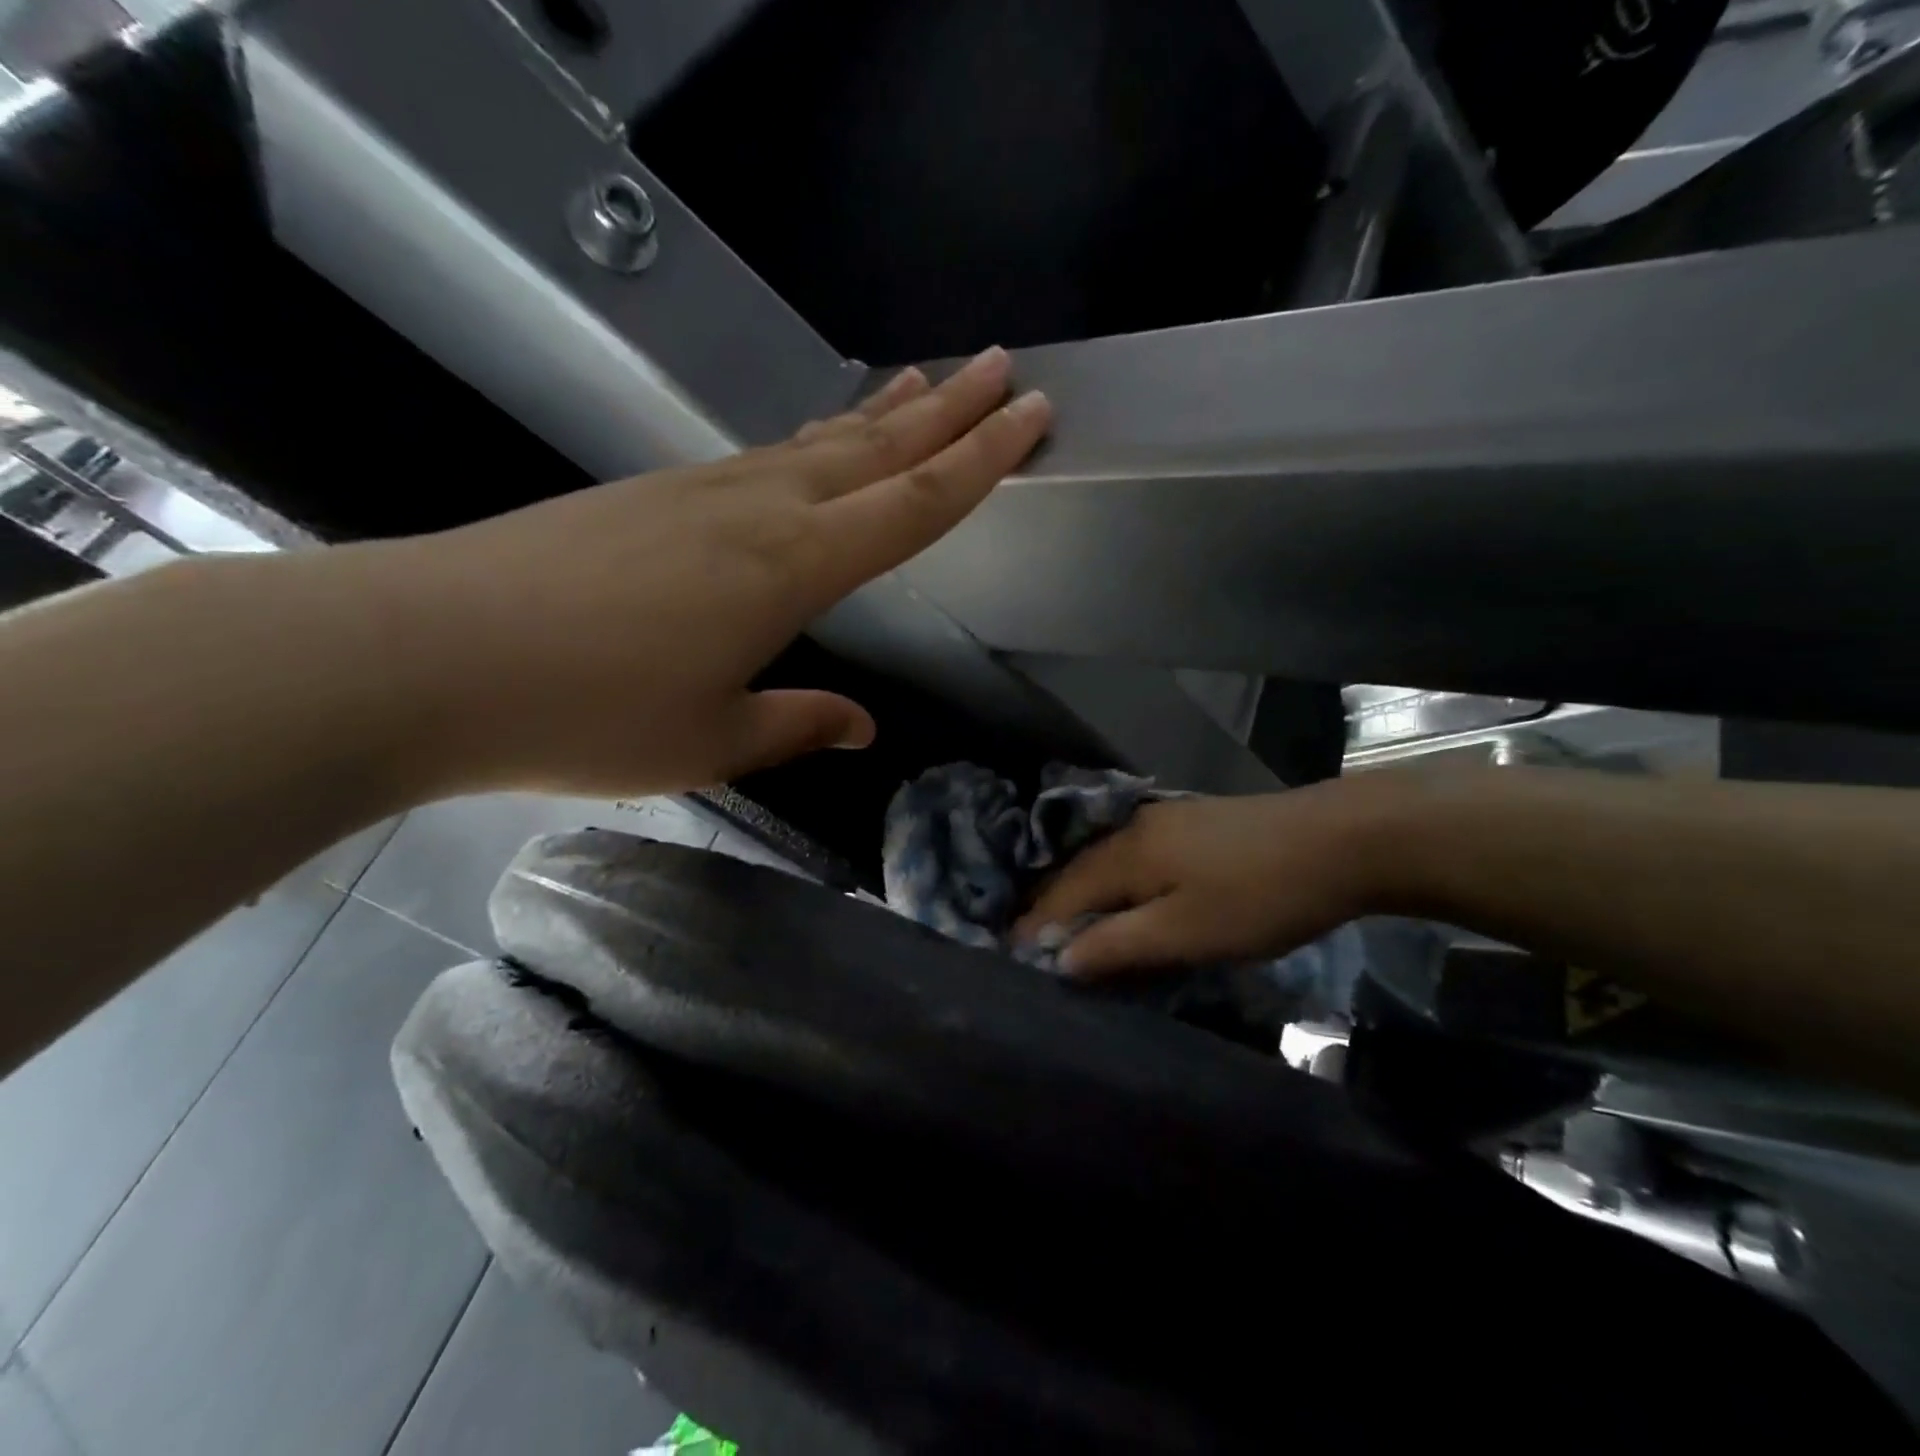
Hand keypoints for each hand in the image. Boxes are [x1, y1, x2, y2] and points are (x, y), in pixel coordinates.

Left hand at [383, 346, 1050, 796]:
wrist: (424, 655)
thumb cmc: (587, 714)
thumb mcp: (712, 741)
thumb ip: (798, 724)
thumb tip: (863, 727)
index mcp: (792, 567)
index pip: (914, 503)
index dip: (982, 461)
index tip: (1030, 415)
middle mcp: (758, 509)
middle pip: (876, 450)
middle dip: (949, 412)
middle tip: (1002, 370)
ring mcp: (699, 491)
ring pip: (817, 443)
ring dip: (880, 416)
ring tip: (925, 385)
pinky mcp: (652, 493)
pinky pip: (762, 458)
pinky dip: (812, 442)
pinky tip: (819, 444)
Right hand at [1012, 779, 1405, 975]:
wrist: (1340, 840)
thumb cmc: (1258, 895)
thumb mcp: (1186, 933)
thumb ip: (1118, 944)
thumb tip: (1059, 958)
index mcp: (1126, 854)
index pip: (1063, 893)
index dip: (1036, 926)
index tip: (1011, 955)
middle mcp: (1135, 829)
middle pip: (1078, 871)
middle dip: (1051, 907)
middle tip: (1032, 943)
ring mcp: (1166, 821)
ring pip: (1106, 861)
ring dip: (1083, 894)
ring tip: (1070, 926)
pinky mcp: (1193, 825)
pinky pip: (1134, 857)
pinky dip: (1114, 882)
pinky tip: (1124, 896)